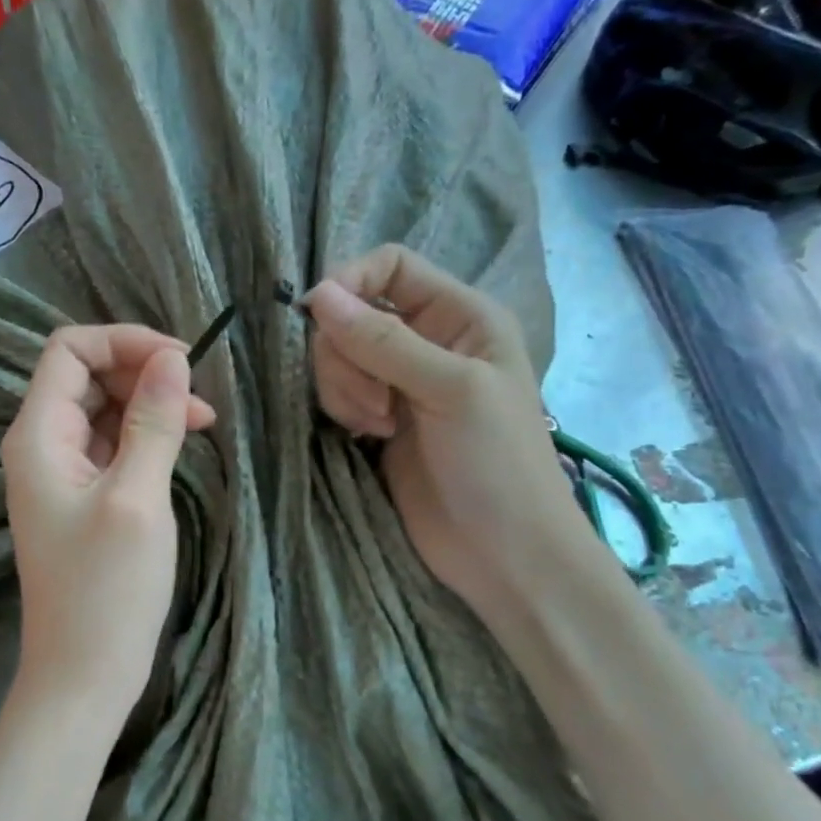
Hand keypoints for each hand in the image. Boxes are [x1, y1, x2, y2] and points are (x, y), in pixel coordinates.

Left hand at [1, 326, 216, 729]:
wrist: (83, 675)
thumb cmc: (106, 590)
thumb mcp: (136, 497)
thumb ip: (152, 422)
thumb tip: (172, 357)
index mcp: (39, 434)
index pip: (69, 350)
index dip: (123, 342)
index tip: (180, 361)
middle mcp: (43, 444)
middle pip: (88, 375)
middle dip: (142, 372)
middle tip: (198, 399)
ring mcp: (62, 472)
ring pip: (105, 408)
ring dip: (150, 403)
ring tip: (202, 422)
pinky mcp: (83, 496)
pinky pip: (113, 443)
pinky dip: (146, 434)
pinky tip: (181, 444)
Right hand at [305, 246, 594, 609]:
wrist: (502, 553)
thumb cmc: (497, 463)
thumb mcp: (450, 390)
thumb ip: (383, 342)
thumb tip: (318, 294)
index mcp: (460, 316)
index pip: (390, 267)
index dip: (350, 282)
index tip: (320, 318)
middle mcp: (427, 340)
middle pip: (353, 314)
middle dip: (347, 355)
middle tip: (376, 404)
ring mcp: (400, 382)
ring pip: (338, 355)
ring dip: (344, 387)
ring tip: (376, 427)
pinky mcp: (378, 418)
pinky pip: (337, 392)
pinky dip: (342, 409)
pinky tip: (367, 437)